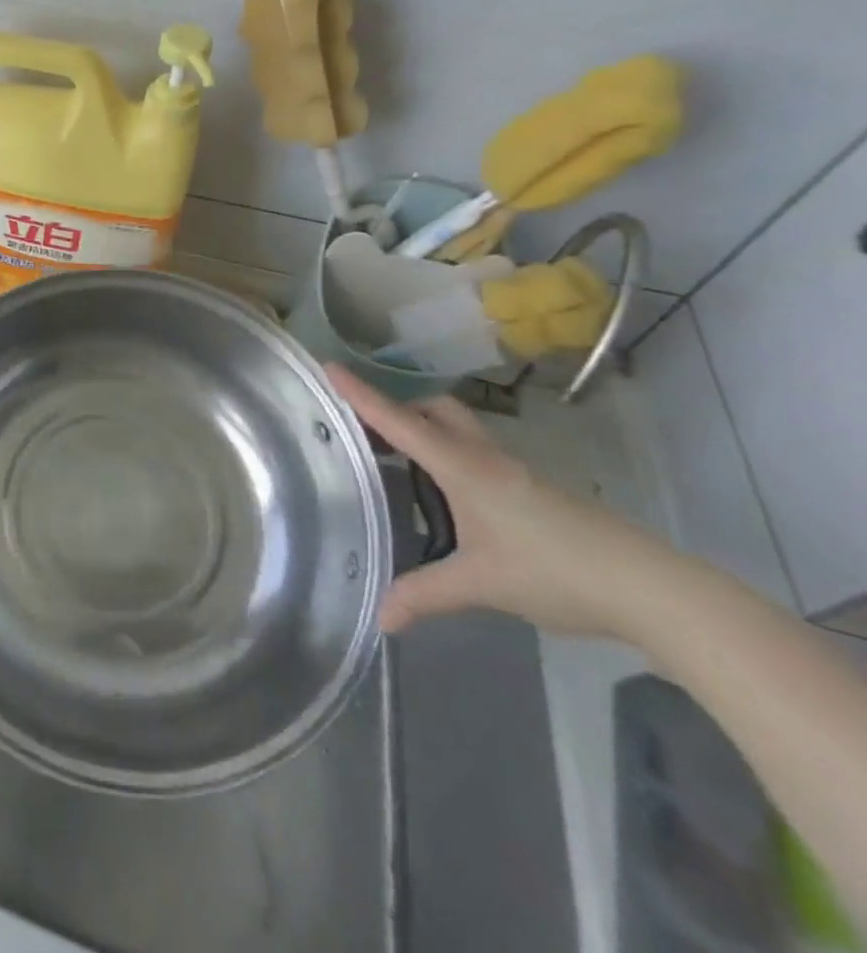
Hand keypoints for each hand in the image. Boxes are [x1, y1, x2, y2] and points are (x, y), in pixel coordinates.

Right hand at [328, 364, 683, 639]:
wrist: (655, 590)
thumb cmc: (557, 572)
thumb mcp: (481, 585)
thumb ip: (426, 594)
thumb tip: (381, 619)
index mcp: (464, 468)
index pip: (400, 422)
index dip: (362, 395)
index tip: (330, 367)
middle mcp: (486, 459)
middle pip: (436, 411)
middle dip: (400, 410)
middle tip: (368, 432)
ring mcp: (515, 473)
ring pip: (460, 431)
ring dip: (426, 433)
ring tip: (398, 462)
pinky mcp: (534, 491)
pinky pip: (477, 455)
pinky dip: (449, 457)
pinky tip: (447, 497)